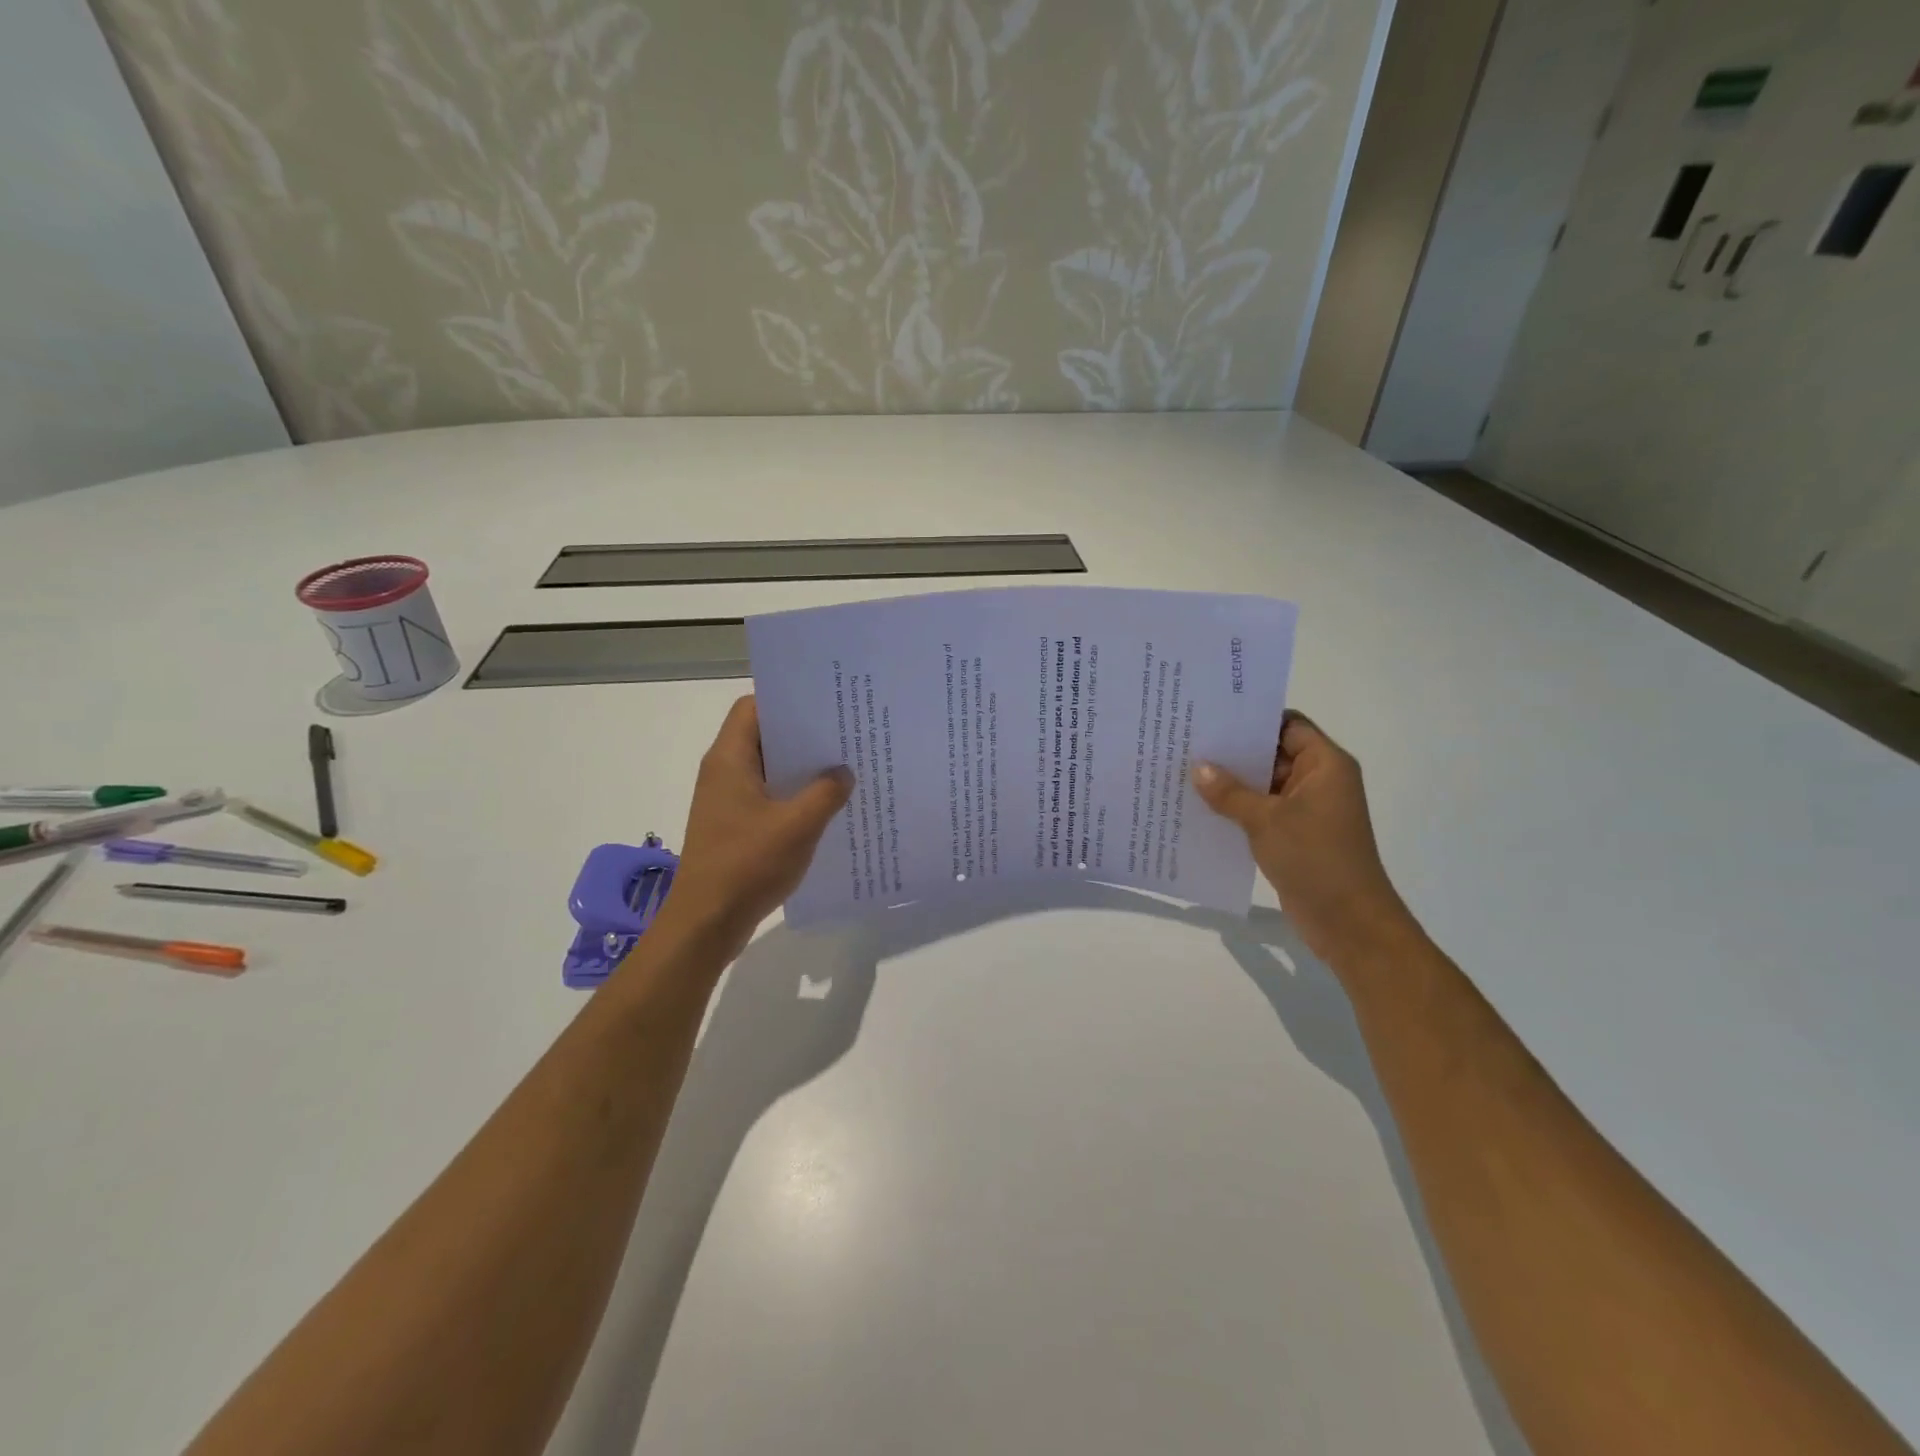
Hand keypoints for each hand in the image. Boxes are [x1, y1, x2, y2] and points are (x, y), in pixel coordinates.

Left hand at [656, 696, 852, 957]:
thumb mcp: (798, 826)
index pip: (752, 707)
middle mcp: (724, 773)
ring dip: (801, 770)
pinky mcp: (734, 826)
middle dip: (802, 735)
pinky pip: (767, 798)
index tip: (824, 704)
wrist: (706, 923)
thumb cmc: (747, 865)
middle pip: (763, 737)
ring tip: (844, 768)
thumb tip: (843, 773)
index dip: (786, 700)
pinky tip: (826, 807)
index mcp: (729, 760)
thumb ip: (826, 793)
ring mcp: (727, 801)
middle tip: (845, 734)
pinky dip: (793, 797)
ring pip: (768, 770)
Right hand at [1191, 711, 1416, 965]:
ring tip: (1185, 770)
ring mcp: (1307, 809)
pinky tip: (1200, 806)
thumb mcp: (1266, 820)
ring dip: (1231, 782)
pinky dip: (1237, 807)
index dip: (1253, 717)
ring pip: (1264, 784)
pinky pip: (1262, 810)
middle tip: (1188, 740)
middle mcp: (1319, 780)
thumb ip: (1230, 792)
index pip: (1287, 724)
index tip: (1212, 713)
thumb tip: (1198, 767)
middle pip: (1273, 752)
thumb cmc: (1316, 859)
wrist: (1349, 923)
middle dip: (1234, 750)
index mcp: (1325, 765)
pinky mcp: (1295, 834)